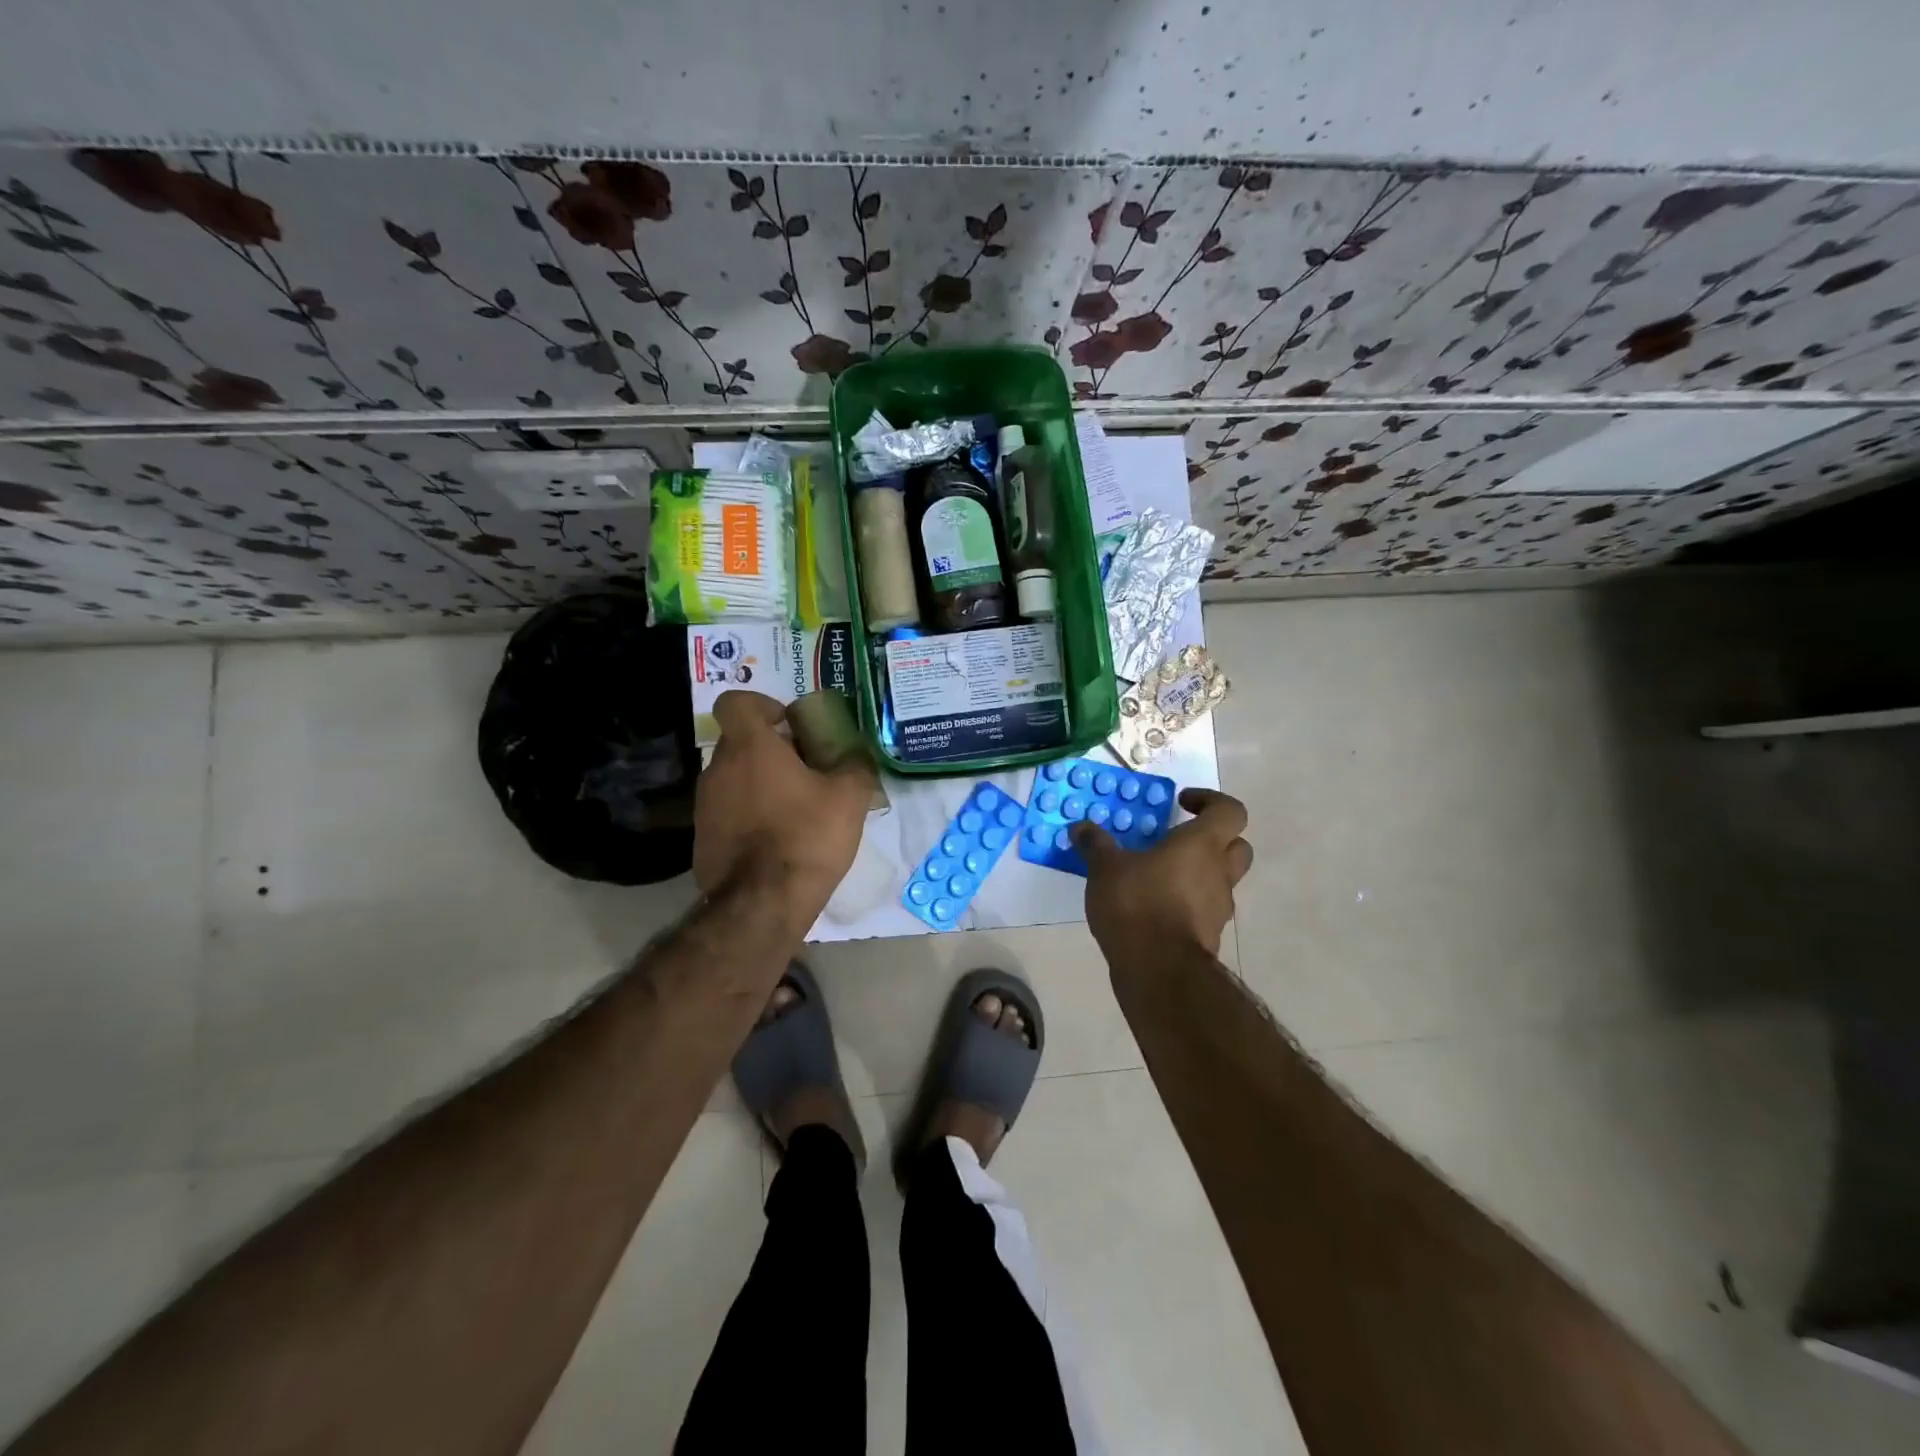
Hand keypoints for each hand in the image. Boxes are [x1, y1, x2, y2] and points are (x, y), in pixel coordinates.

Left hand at [694, 691, 877, 930]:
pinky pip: (728, 813)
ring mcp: (704, 806)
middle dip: (771, 750)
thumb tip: (857, 757)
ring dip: (760, 785)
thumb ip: (855, 766)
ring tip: (796, 810)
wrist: (762, 904)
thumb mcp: (849, 798)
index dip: (761, 704)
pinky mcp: (702, 839)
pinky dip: (749, 817)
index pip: (735, 702)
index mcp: (750, 747)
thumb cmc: (807, 836)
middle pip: (740, 743)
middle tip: (806, 771)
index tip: (788, 724)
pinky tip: (777, 841)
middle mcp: (718, 769)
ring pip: (734, 779)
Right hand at [1073, 788, 1252, 958]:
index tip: (1182, 803)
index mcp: (1202, 845)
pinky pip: (1204, 909)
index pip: (1230, 811)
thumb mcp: (1105, 868)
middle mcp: (1219, 873)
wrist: (1158, 971)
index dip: (1211, 800)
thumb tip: (1080, 827)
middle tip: (1180, 839)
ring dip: (1199, 872)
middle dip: (1214, 838)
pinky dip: (1187, 903)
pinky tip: (1155, 907)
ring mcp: (1218, 908)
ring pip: (1222, 880)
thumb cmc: (1137, 904)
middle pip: (1237, 846)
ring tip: (1159, 875)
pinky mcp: (1209, 936)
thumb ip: (1095, 844)